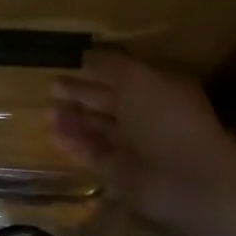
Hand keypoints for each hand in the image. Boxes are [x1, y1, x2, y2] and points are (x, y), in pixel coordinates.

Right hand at [50, 50, 235, 229]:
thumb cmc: (166, 117)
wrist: (188, 180)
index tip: (72, 63)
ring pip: (98, 128)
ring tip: (46, 111)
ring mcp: (135, 147)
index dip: (98, 69)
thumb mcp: (137, 78)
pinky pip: (94, 154)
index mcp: (157, 89)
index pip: (123, 76)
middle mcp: (146, 117)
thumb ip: (110, 65)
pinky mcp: (122, 174)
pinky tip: (52, 134)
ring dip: (73, 119)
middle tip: (51, 86)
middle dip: (80, 93)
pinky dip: (74, 144)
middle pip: (108, 102)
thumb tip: (87, 55)